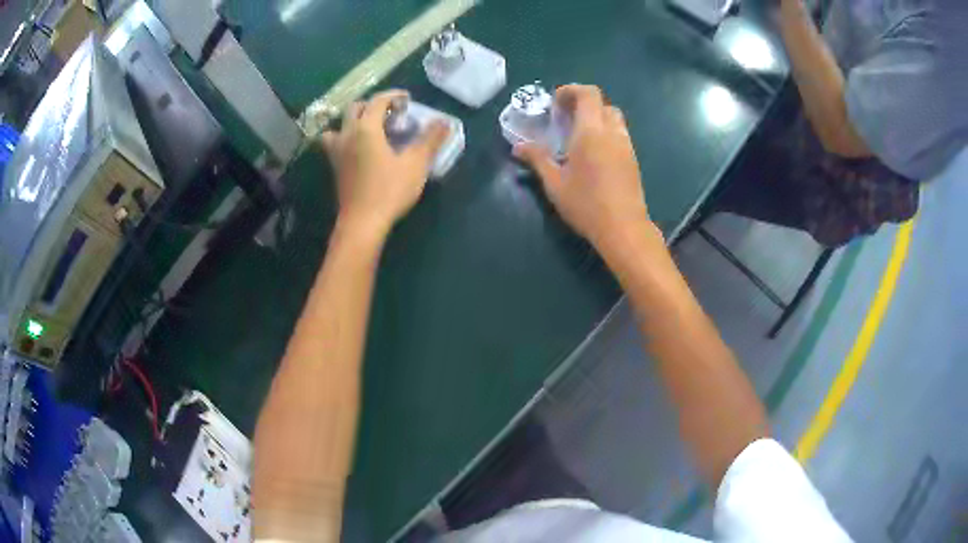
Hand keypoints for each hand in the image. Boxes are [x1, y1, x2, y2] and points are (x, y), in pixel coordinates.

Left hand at [321, 90, 449, 240]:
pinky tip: (358, 149)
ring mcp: (337, 152)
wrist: (362, 222)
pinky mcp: (335, 168)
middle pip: (355, 108)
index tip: (407, 99)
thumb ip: (430, 140)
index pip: (378, 101)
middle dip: (373, 105)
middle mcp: (347, 135)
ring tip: (370, 129)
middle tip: (391, 114)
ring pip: (339, 125)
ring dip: (354, 120)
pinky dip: (345, 138)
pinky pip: (334, 143)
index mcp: (366, 128)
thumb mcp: (416, 164)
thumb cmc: (390, 191)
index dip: (393, 96)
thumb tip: (445, 121)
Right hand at [514, 85, 652, 252]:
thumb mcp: (554, 183)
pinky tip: (594, 154)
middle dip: (583, 104)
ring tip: (578, 136)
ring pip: (613, 118)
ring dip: (596, 118)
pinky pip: (619, 134)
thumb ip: (537, 159)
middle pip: (602, 103)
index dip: (571, 91)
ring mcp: (626, 146)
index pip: (588, 93)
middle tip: (565, 119)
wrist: (624, 228)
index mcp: (591, 131)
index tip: (555, 103)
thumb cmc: (586, 204)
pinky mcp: (633, 160)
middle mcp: (612, 132)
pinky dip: (606, 132)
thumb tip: (518, 147)